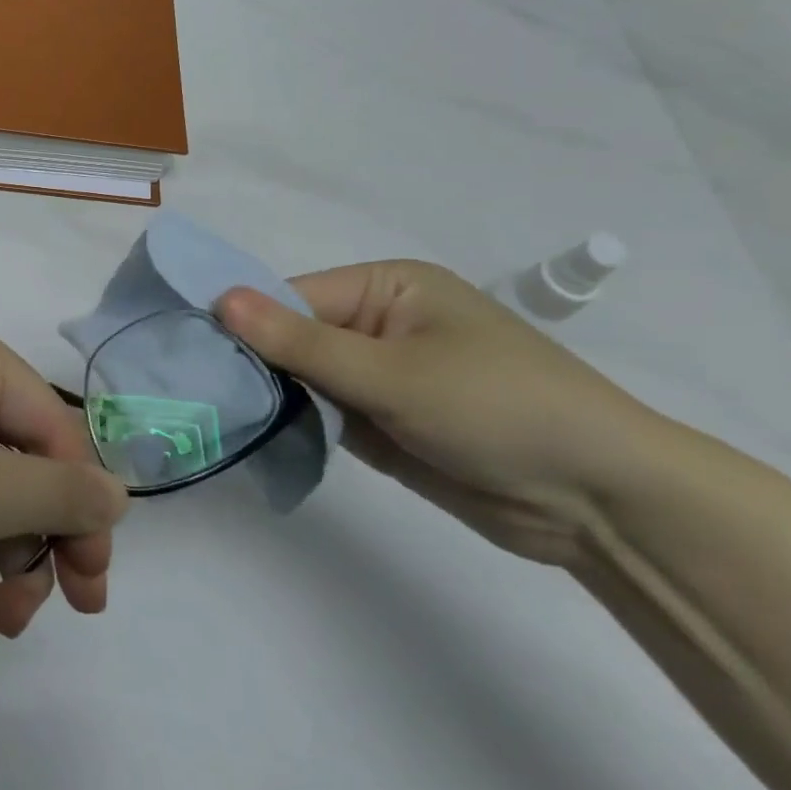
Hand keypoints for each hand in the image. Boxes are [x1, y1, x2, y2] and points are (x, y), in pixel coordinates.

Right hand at [216, 262, 665, 564]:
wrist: (598, 501)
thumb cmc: (496, 408)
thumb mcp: (391, 372)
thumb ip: (300, 343)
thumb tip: (220, 299)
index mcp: (387, 288)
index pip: (293, 297)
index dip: (244, 324)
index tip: (192, 354)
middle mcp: (379, 324)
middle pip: (293, 337)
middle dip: (253, 364)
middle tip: (193, 391)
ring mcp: (380, 376)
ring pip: (303, 379)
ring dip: (271, 397)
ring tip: (214, 416)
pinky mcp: (383, 422)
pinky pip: (323, 414)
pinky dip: (295, 425)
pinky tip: (254, 438)